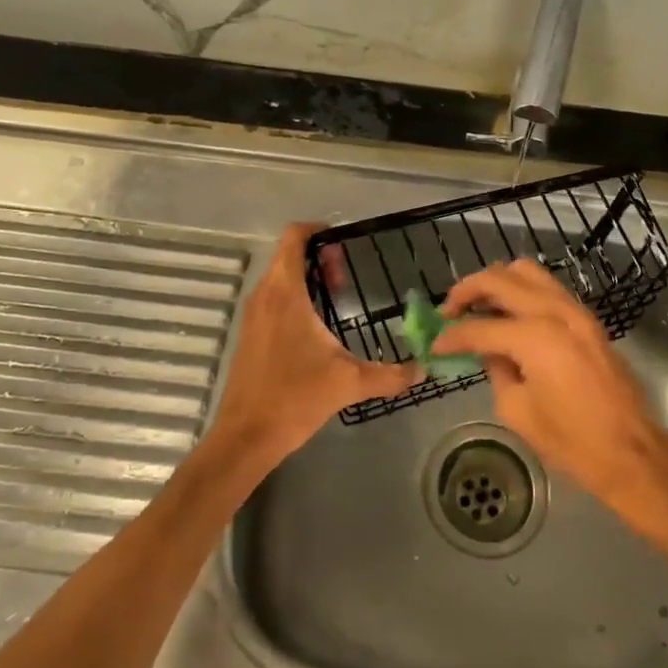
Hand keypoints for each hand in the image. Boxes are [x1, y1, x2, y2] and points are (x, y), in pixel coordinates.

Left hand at [208, 224, 422, 468]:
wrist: (245, 437)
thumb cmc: (294, 397)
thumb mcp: (348, 382)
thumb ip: (389, 374)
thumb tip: (422, 370)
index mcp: (284, 292)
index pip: (294, 238)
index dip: (317, 230)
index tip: (343, 241)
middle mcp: (264, 295)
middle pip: (288, 256)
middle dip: (318, 258)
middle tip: (346, 276)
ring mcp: (253, 315)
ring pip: (279, 278)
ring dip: (306, 279)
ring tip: (336, 298)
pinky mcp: (249, 334)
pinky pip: (272, 299)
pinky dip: (294, 298)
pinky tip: (316, 328)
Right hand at [437, 260, 667, 520]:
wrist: (630, 451)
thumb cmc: (571, 441)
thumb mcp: (518, 411)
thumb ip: (497, 371)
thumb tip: (490, 352)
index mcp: (535, 336)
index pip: (480, 327)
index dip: (451, 336)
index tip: (434, 344)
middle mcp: (555, 311)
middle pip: (500, 279)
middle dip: (468, 290)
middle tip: (449, 311)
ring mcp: (575, 311)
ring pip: (527, 272)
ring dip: (497, 283)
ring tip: (478, 305)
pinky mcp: (587, 319)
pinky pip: (547, 288)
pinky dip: (522, 291)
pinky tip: (508, 314)